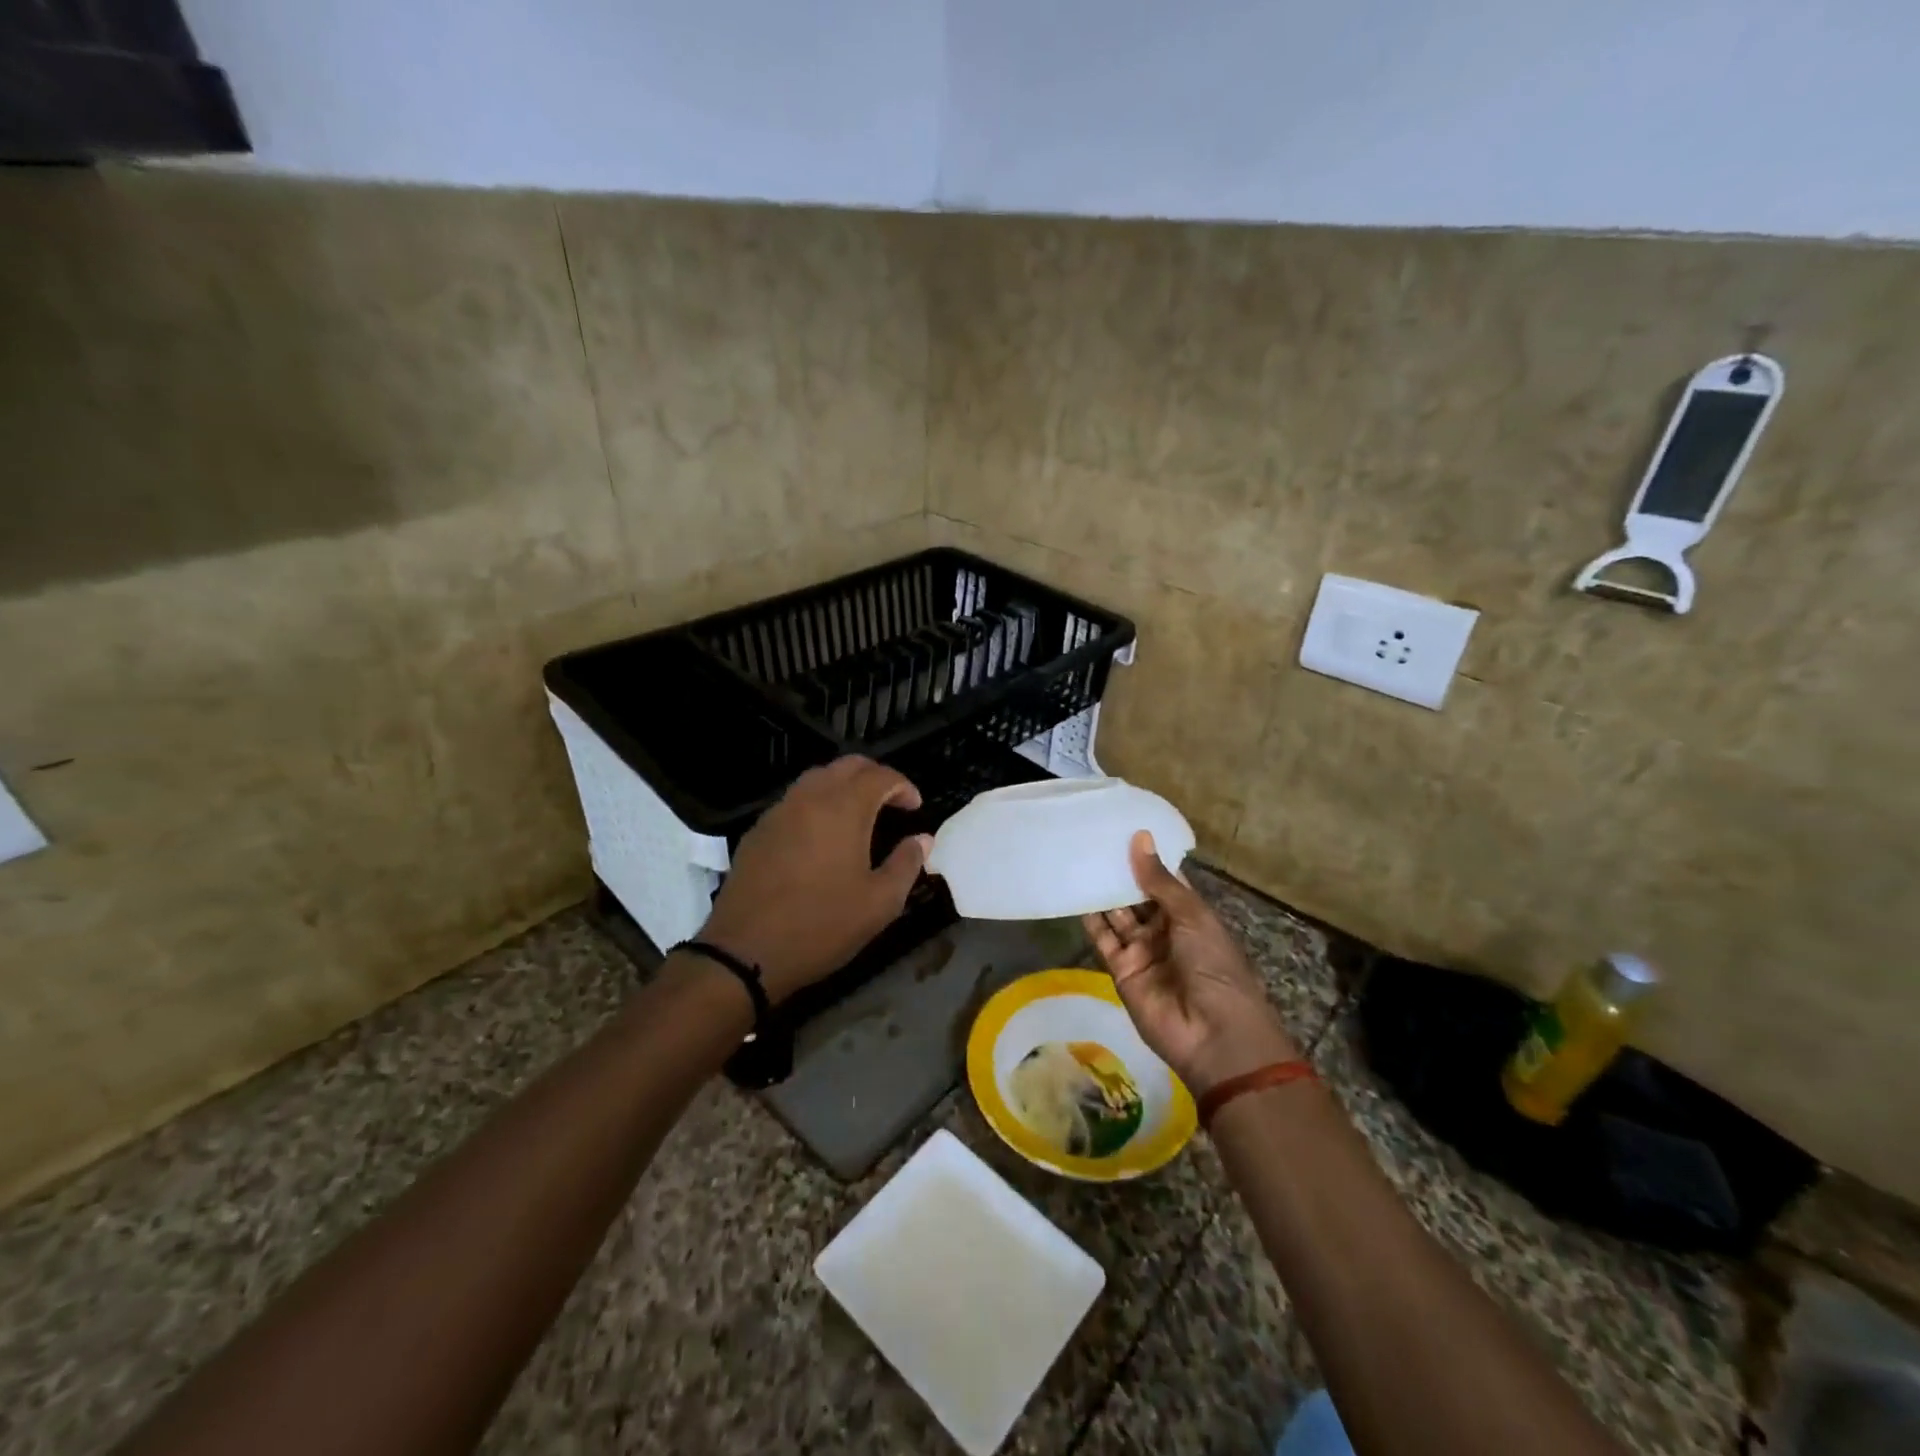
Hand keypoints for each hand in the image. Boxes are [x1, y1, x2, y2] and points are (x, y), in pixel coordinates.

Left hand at [698, 757, 930, 1004]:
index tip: (915, 808)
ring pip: (817, 778)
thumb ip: (906, 864)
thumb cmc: (821, 926)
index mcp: (843, 808)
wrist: (744, 952)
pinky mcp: (758, 831)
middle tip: (891, 803)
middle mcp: (810, 798)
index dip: (903, 786)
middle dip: (874, 777)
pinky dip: (817, 804)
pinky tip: (822, 837)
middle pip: (847, 766)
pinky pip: (794, 801)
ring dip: (843, 787)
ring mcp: (779, 811)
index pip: (880, 776)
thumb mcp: (879, 903)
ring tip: (859, 817)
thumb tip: (922, 839)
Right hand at [1083, 832, 1298, 1094]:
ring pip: (1117, 914)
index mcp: (1191, 915)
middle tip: (1091, 839)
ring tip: (1077, 857)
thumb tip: (1139, 837)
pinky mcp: (1120, 970)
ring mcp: (1142, 950)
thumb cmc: (1214, 967)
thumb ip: (1159, 880)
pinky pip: (1102, 939)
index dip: (1146, 858)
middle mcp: (1165, 930)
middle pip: (1137, 896)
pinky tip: (1073, 892)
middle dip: (1119, 872)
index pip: (1164, 881)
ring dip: (1102, 891)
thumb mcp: (1192, 916)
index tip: (1121, 828)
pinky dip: (1089, 918)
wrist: (1212, 1035)